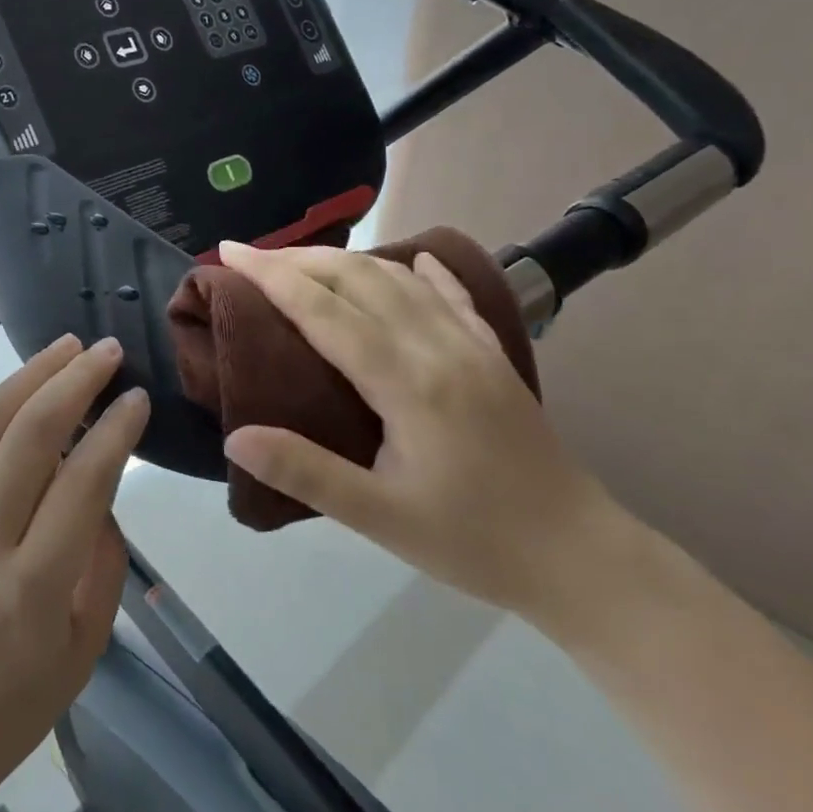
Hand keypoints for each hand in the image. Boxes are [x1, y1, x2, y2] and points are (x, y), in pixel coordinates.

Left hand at [0, 335, 147, 811]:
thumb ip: (103, 564)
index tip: (137, 398)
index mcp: (34, 587)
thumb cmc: (10, 708)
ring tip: (59, 349)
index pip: (84, 482)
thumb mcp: (83, 651)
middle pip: (31, 437)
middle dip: (74, 382)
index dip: (116, 430)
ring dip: (23, 380)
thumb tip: (103, 486)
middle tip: (103, 350)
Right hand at [216, 241, 616, 616]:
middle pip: (358, 278)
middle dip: (298, 258)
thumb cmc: (474, 542)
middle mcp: (437, 346)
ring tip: (303, 261)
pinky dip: (423, 272)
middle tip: (251, 257)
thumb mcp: (382, 519)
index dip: (271, 276)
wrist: (583, 560)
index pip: (324, 309)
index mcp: (407, 382)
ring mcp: (471, 346)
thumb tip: (235, 437)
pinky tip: (414, 261)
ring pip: (399, 279)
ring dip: (346, 261)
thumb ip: (306, 472)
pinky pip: (452, 297)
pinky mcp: (493, 356)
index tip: (229, 252)